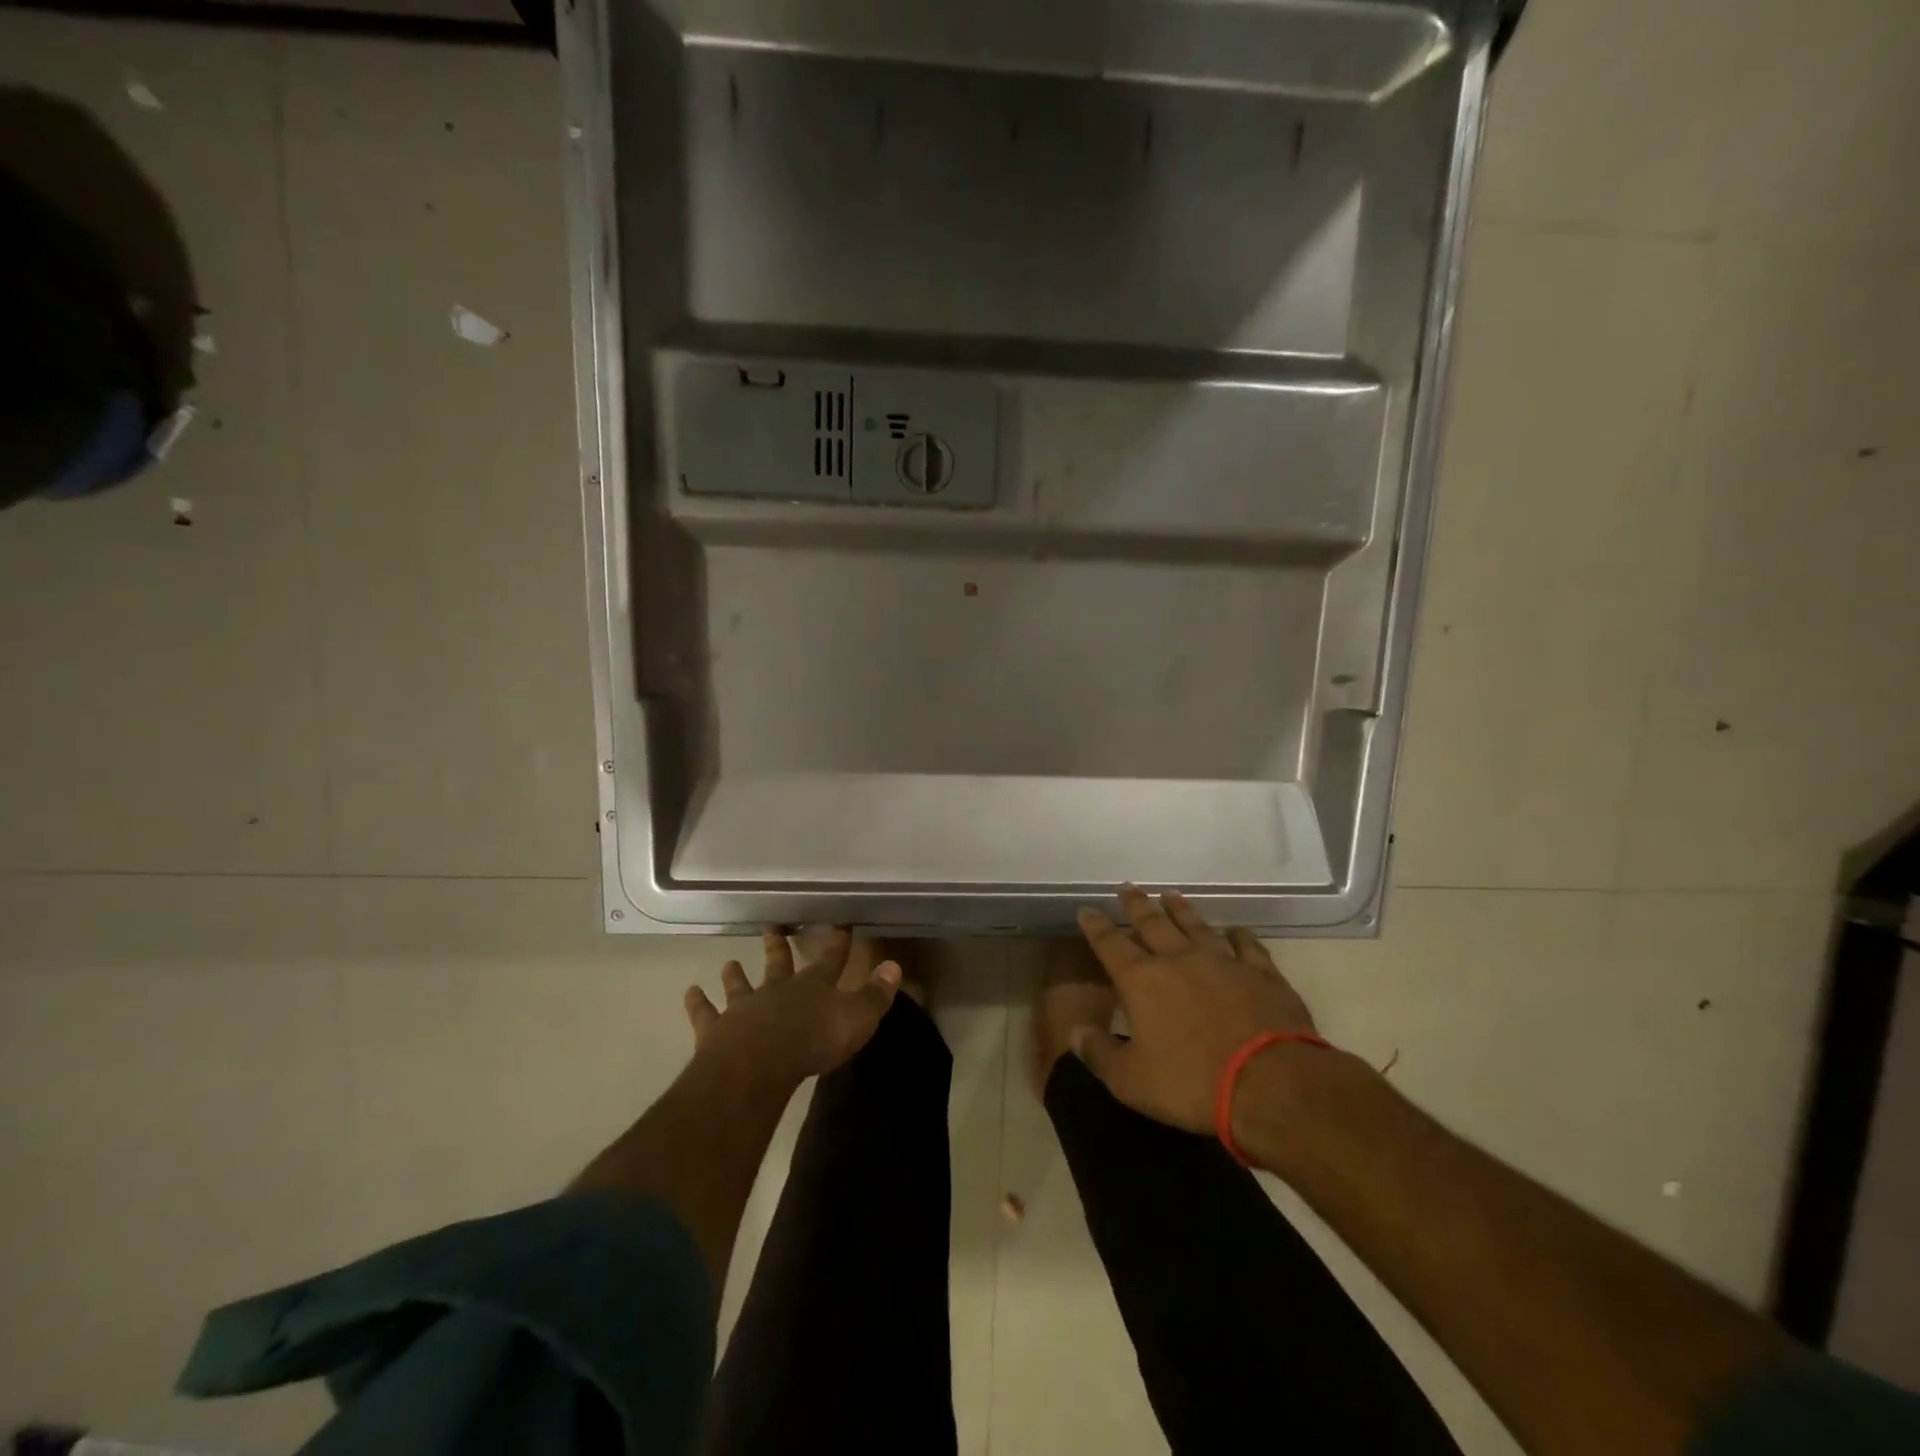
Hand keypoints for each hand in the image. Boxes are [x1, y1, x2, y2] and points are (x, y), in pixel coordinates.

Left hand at [684, 927, 900, 1085]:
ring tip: (728, 962)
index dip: (837, 943)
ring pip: (740, 985)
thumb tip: (894, 966)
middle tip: (770, 928)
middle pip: (778, 964)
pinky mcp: (717, 1031)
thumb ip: (875, 995)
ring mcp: (744, 1008)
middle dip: (778, 948)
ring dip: (735, 975)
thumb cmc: (815, 1041)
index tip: (840, 924)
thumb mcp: (857, 1018)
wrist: (761, 1064)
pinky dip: (697, 1003)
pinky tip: (690, 992)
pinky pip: (705, 1014)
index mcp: (813, 986)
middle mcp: (777, 990)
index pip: (830, 959)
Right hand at [1072, 885, 1319, 1134]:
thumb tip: (1075, 1031)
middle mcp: (1179, 960)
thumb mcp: (1130, 1080)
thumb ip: (1098, 1053)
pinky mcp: (1262, 975)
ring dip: (1181, 910)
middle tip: (1127, 887)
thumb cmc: (1192, 1083)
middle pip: (1152, 924)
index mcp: (1141, 981)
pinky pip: (1247, 946)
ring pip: (1196, 926)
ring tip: (1170, 895)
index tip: (1086, 910)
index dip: (1096, 926)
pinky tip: (1236, 930)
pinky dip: (1239, 935)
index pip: (1110, 944)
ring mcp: (1223, 963)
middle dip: (1136, 906)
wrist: (1272, 1084)